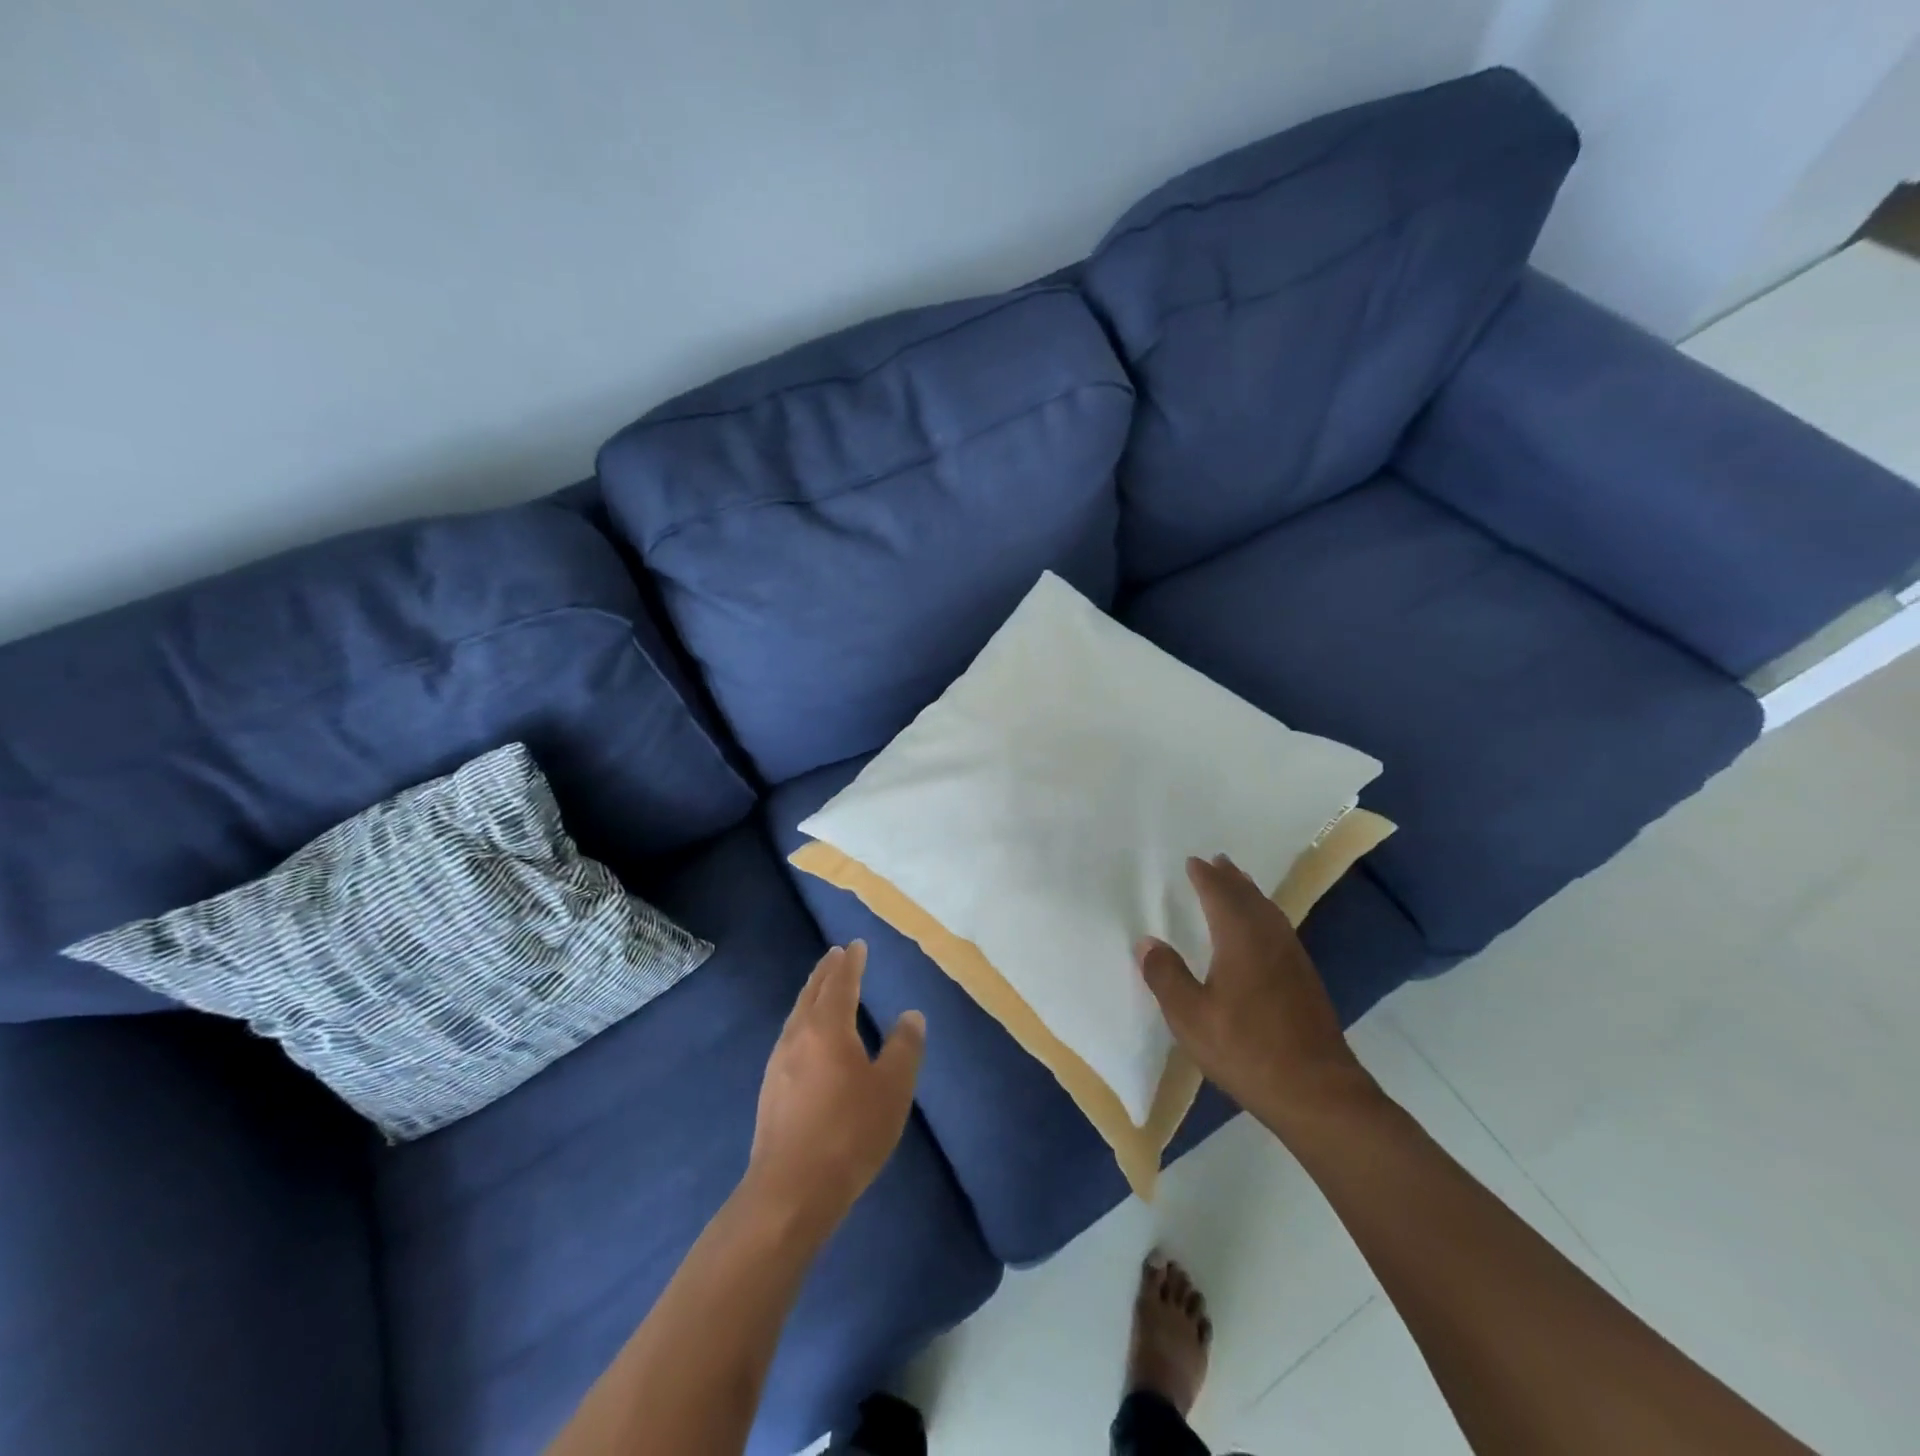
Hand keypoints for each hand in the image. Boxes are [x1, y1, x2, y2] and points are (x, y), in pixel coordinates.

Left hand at [744, 942, 925, 1235]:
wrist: (790, 1191)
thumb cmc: (849, 1133)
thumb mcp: (892, 1089)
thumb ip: (904, 1048)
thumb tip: (911, 1016)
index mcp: (828, 1028)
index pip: (841, 983)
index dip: (851, 962)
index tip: (855, 945)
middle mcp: (798, 1036)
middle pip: (812, 993)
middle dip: (827, 972)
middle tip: (836, 954)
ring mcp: (779, 1063)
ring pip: (797, 1014)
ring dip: (812, 995)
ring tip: (822, 988)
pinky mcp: (771, 1090)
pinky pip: (790, 1037)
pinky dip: (803, 1020)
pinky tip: (807, 1038)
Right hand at [1138, 855, 1379, 1135]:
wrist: (1317, 1092)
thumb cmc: (1246, 1050)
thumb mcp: (1190, 1017)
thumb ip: (1166, 976)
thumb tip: (1147, 941)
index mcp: (1240, 939)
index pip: (1220, 895)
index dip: (1205, 877)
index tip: (1193, 861)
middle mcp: (1270, 939)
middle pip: (1249, 897)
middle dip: (1230, 878)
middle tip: (1217, 861)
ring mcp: (1293, 959)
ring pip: (1269, 912)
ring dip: (1250, 893)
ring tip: (1238, 884)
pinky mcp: (1306, 980)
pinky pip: (1280, 929)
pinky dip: (1264, 915)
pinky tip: (1262, 932)